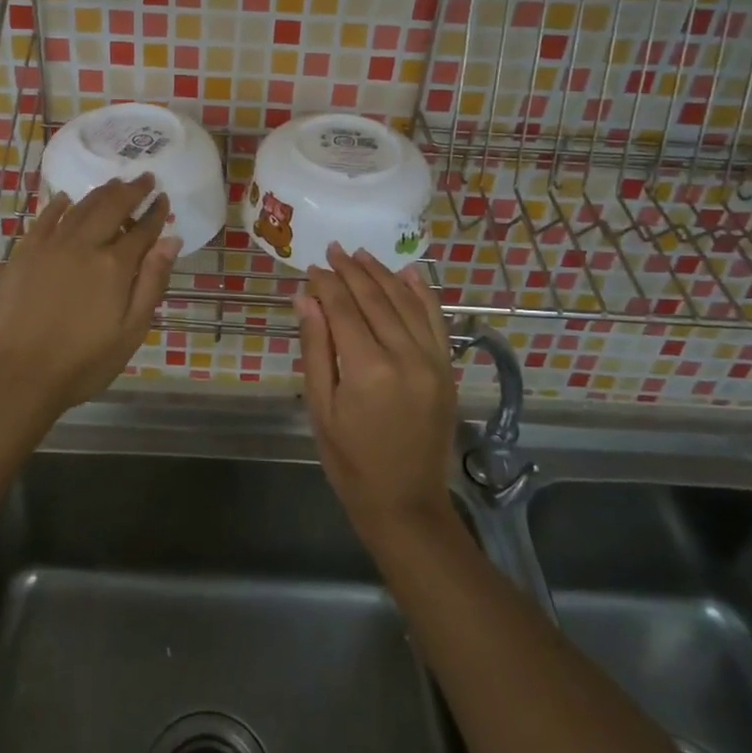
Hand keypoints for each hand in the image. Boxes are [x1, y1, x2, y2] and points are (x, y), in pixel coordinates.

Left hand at [0, 175, 178, 435]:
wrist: (20, 376)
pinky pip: (45, 219)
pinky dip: (59, 205)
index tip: (164, 198)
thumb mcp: (131, 330)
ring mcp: (50, 246)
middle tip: (144, 178)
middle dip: (131, 190)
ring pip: (80, 208)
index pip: (142, 230)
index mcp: (114, 266)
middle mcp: (84, 245)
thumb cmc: (84, 362)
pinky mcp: (24, 253)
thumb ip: (152, 282)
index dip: (155, 212)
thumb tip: (170, 240)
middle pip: (112, 207)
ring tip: (115, 183)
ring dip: (101, 193)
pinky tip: (67, 199)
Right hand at [295, 246, 457, 539]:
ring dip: (383, 274)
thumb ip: (315, 348)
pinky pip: (435, 320)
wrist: (406, 502)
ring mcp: (432, 361)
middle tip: (334, 250)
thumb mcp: (321, 407)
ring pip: (406, 302)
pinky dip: (422, 293)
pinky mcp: (446, 369)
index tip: (312, 267)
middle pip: (375, 299)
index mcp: (368, 369)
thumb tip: (305, 298)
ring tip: (361, 255)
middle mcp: (405, 356)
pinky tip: (408, 272)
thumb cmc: (350, 461)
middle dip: (352, 271)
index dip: (326, 284)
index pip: (343, 309)